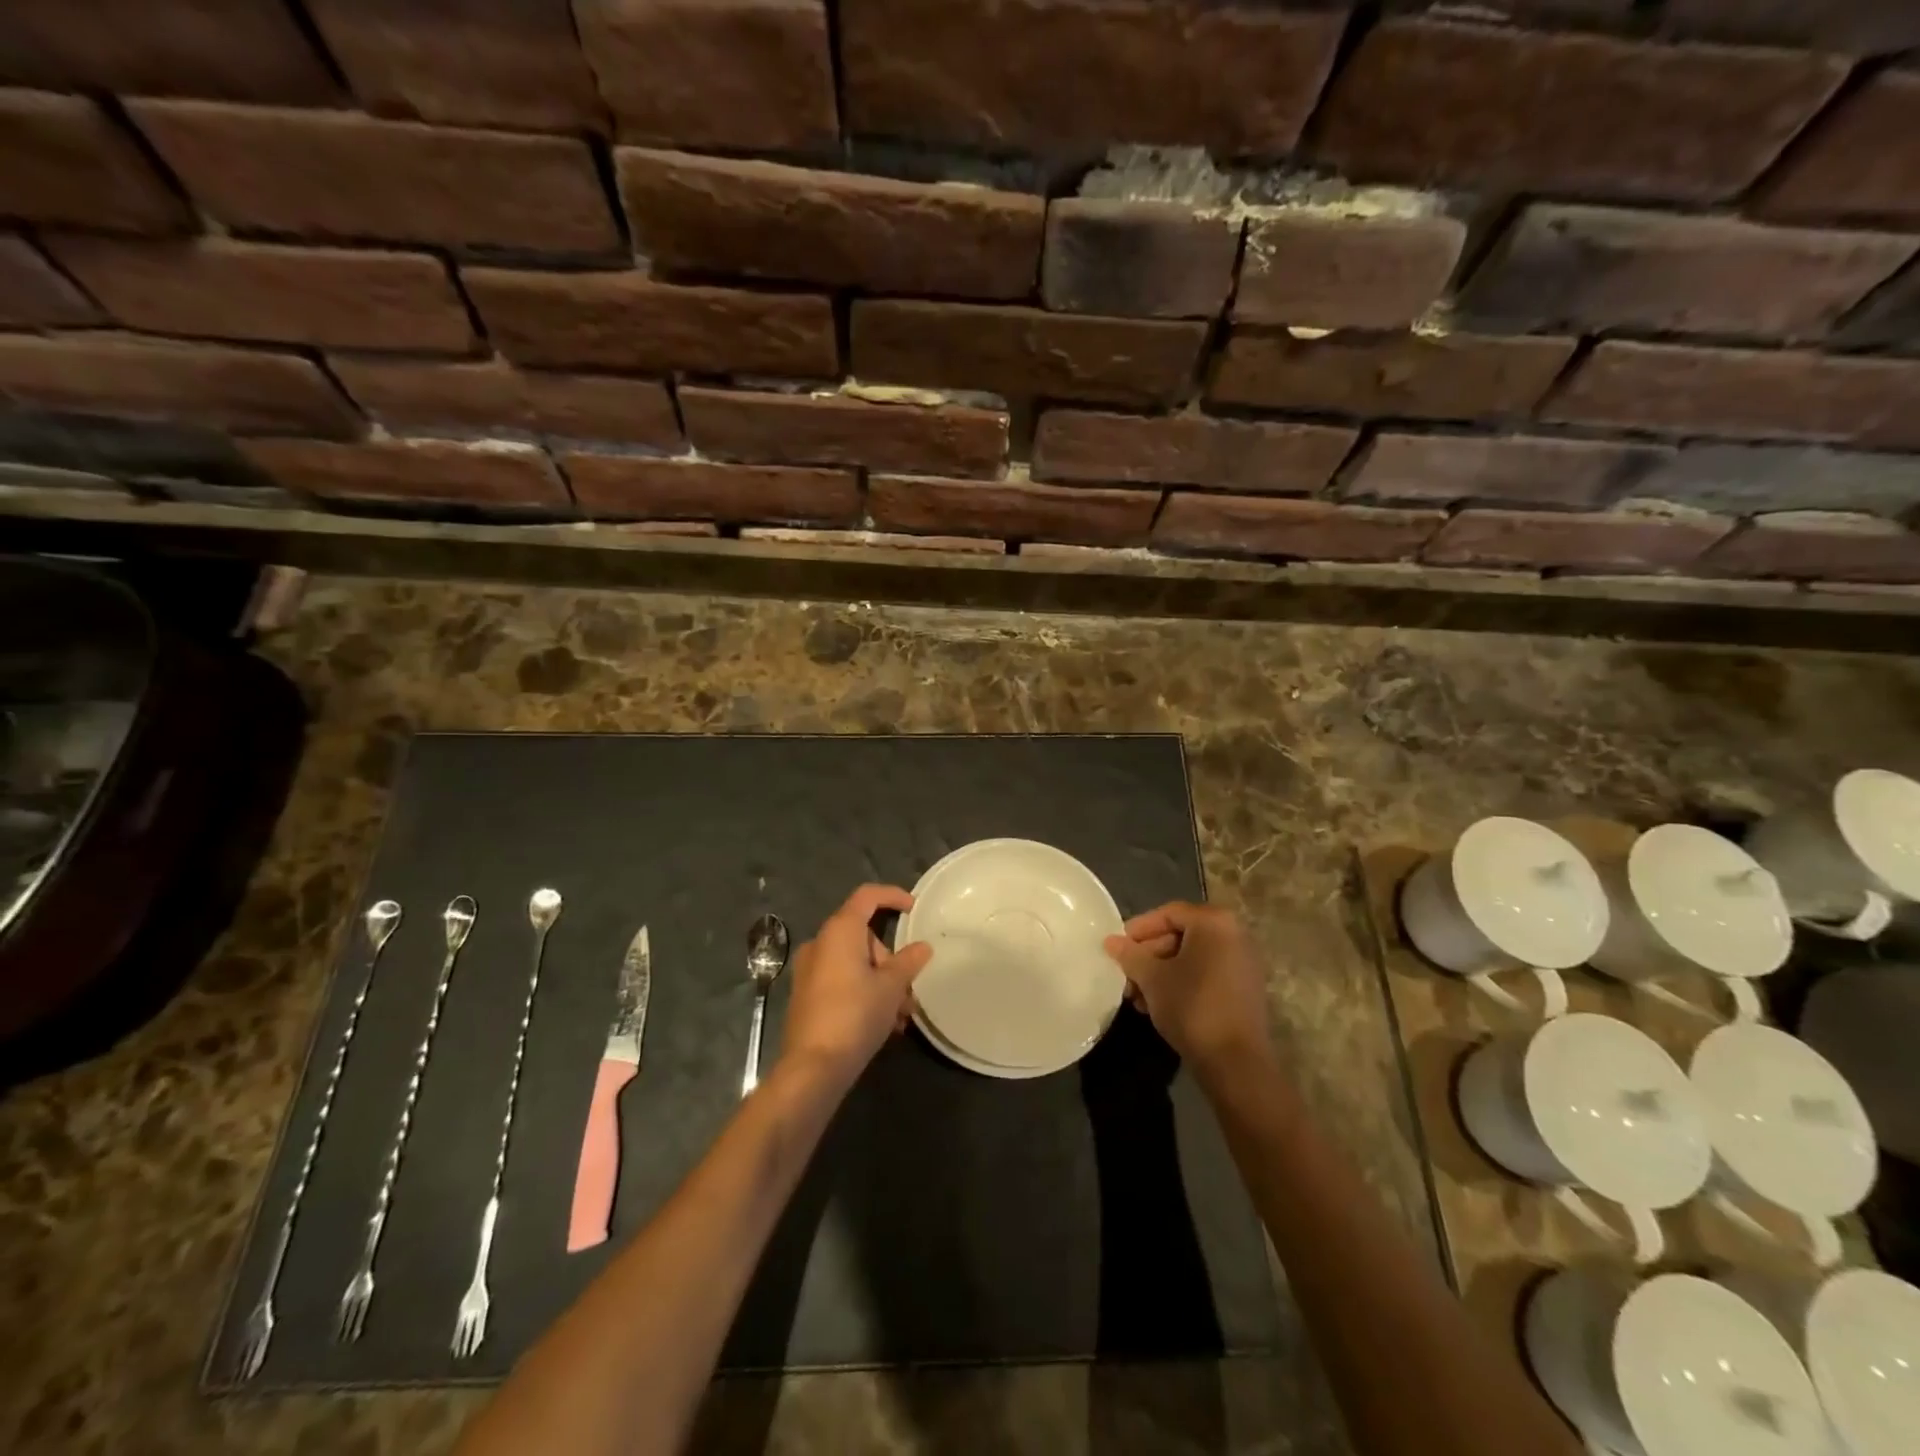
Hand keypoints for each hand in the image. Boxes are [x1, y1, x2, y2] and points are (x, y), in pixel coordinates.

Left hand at [780, 884, 932, 1082]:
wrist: (813, 1067)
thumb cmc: (855, 1015)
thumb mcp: (890, 987)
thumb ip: (908, 962)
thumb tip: (922, 947)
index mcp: (839, 931)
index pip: (867, 896)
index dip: (892, 896)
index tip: (914, 908)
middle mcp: (820, 944)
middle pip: (864, 936)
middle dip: (890, 960)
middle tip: (908, 989)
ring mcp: (810, 971)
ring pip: (856, 964)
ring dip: (882, 983)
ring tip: (901, 1016)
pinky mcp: (807, 996)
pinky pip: (843, 981)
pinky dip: (864, 993)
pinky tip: (883, 1025)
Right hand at [1104, 902, 1272, 1072]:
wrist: (1235, 1062)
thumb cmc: (1191, 1007)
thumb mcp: (1152, 978)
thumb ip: (1130, 955)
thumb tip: (1110, 941)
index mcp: (1214, 923)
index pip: (1168, 913)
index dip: (1138, 929)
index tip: (1117, 948)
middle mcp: (1234, 934)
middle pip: (1181, 934)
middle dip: (1148, 955)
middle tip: (1126, 975)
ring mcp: (1242, 963)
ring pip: (1191, 957)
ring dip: (1161, 972)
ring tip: (1137, 995)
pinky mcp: (1244, 989)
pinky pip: (1206, 973)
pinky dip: (1181, 982)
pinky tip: (1158, 1004)